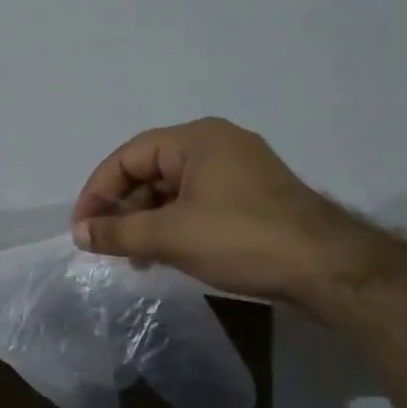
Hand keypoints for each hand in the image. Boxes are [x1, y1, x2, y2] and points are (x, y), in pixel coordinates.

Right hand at [70, 118, 367, 301]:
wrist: (327, 268)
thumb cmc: (241, 239)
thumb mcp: (170, 236)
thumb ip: (118, 233)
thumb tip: (79, 233)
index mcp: (196, 139)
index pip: (128, 156)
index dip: (98, 191)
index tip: (83, 228)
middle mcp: (217, 145)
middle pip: (150, 170)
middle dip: (122, 208)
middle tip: (104, 244)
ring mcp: (238, 171)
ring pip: (173, 190)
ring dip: (145, 220)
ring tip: (130, 256)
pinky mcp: (251, 199)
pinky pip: (196, 203)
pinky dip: (172, 225)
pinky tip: (162, 254)